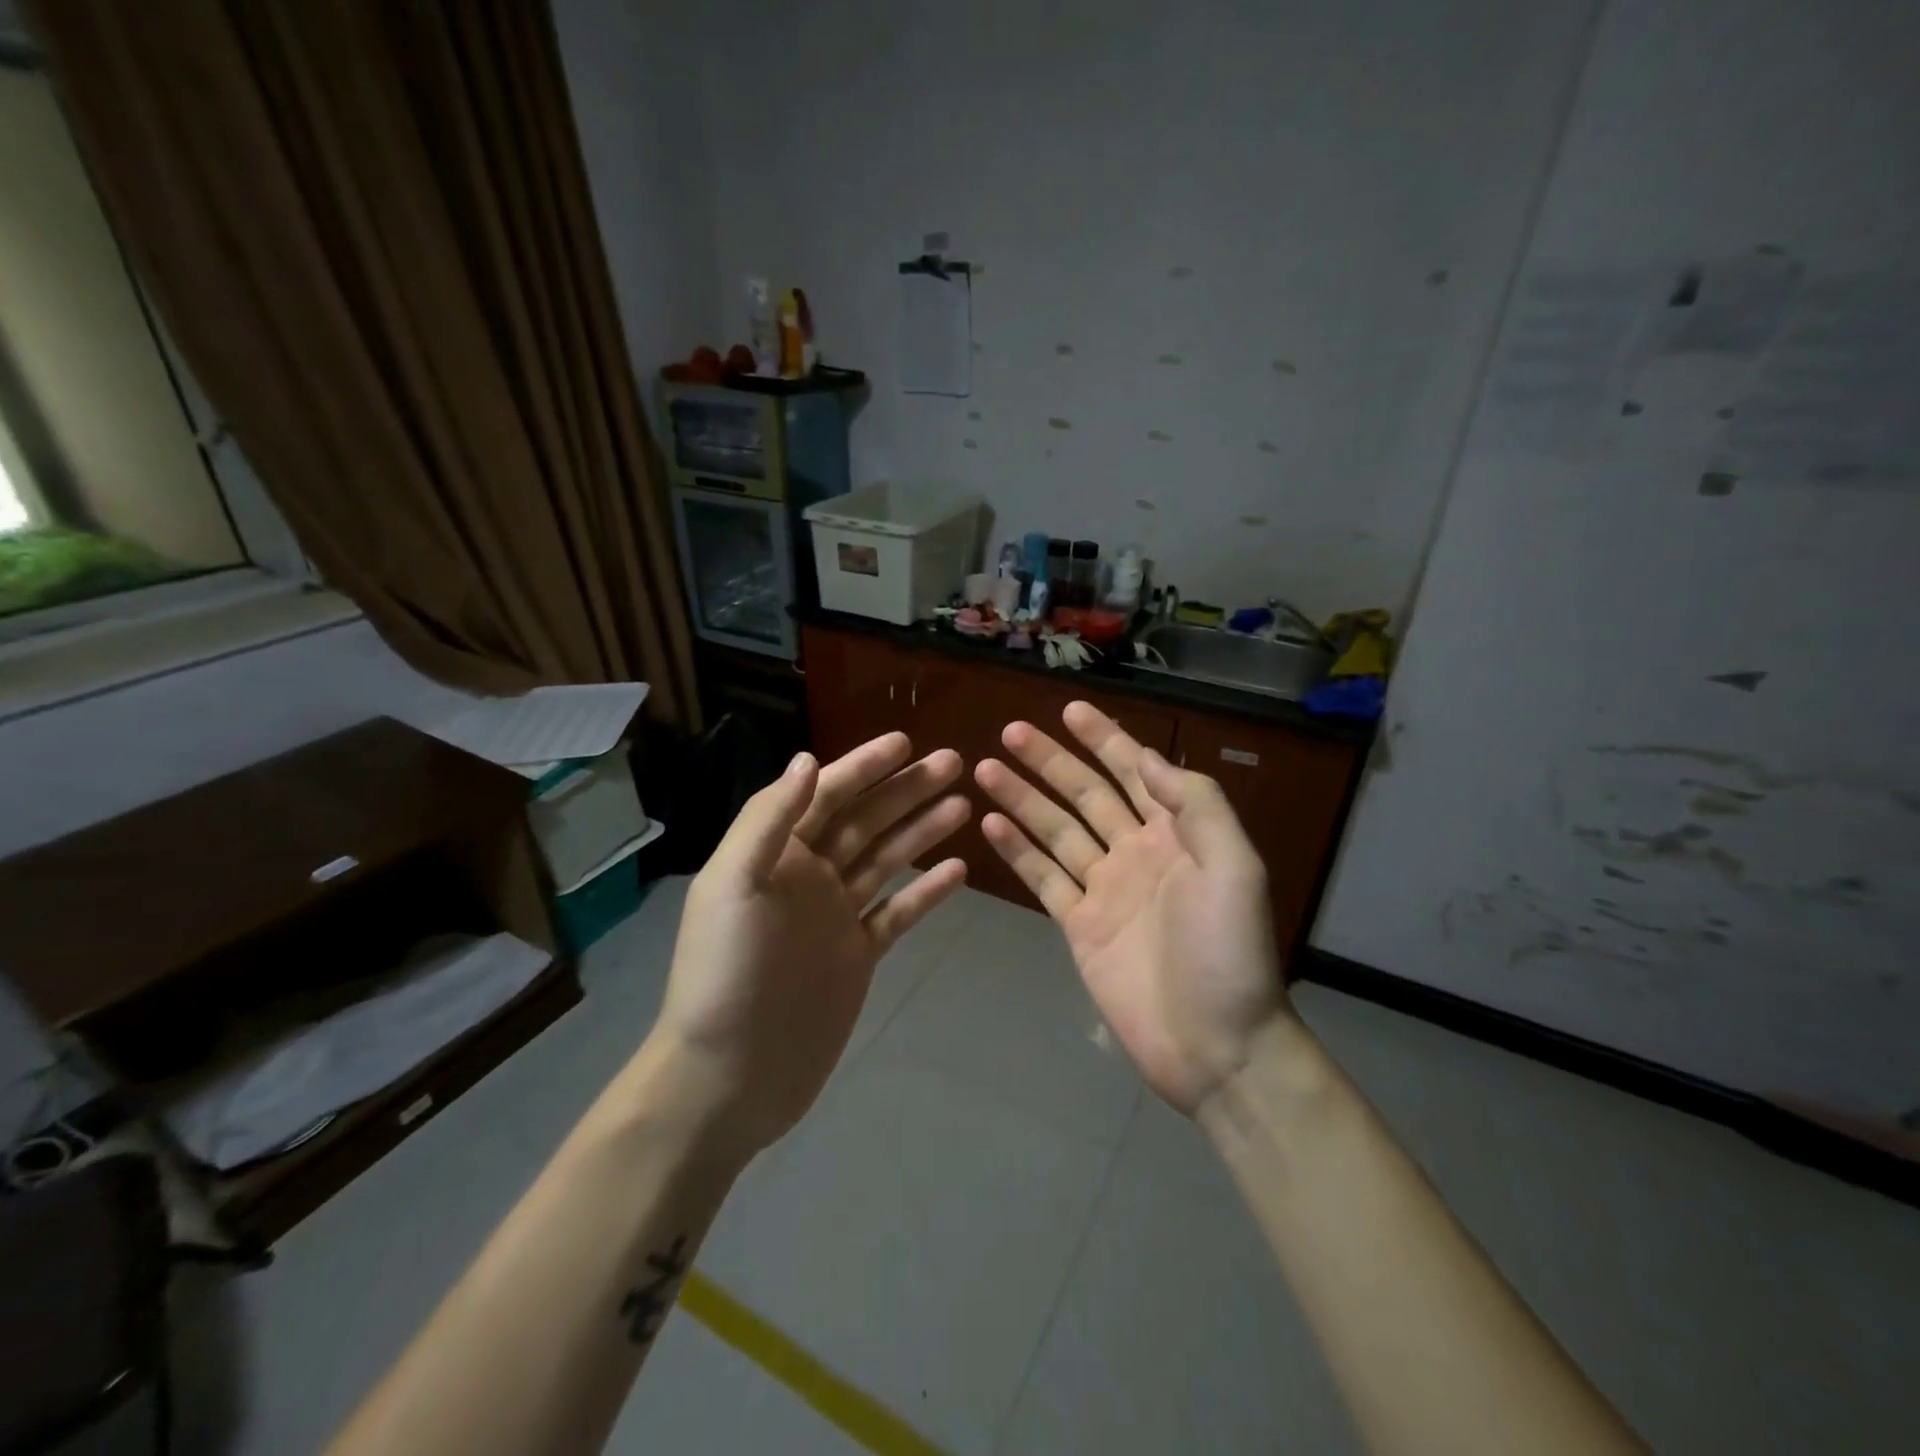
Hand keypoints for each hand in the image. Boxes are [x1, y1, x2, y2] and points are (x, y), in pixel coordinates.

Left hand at [648, 734, 968, 1157]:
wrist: (729, 1076)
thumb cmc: (726, 974)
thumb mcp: (733, 885)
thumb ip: (768, 820)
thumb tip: (808, 760)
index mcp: (775, 853)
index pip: (826, 794)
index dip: (865, 766)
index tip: (906, 742)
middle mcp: (808, 875)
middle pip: (865, 819)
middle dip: (907, 789)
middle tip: (954, 762)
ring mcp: (836, 915)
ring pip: (887, 859)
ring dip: (922, 829)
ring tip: (964, 803)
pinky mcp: (857, 954)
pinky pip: (898, 912)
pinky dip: (927, 890)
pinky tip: (959, 869)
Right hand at [975, 702, 1288, 1113]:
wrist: (1215, 1044)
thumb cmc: (1227, 952)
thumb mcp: (1233, 867)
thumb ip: (1195, 805)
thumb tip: (1147, 757)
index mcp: (1176, 834)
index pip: (1135, 772)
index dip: (1105, 739)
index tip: (1071, 710)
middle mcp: (1137, 852)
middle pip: (1086, 794)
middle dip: (1051, 761)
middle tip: (1010, 731)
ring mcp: (1105, 888)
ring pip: (1056, 830)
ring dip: (1023, 798)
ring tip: (986, 768)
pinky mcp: (1079, 925)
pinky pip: (1043, 878)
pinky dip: (1018, 851)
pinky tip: (990, 824)